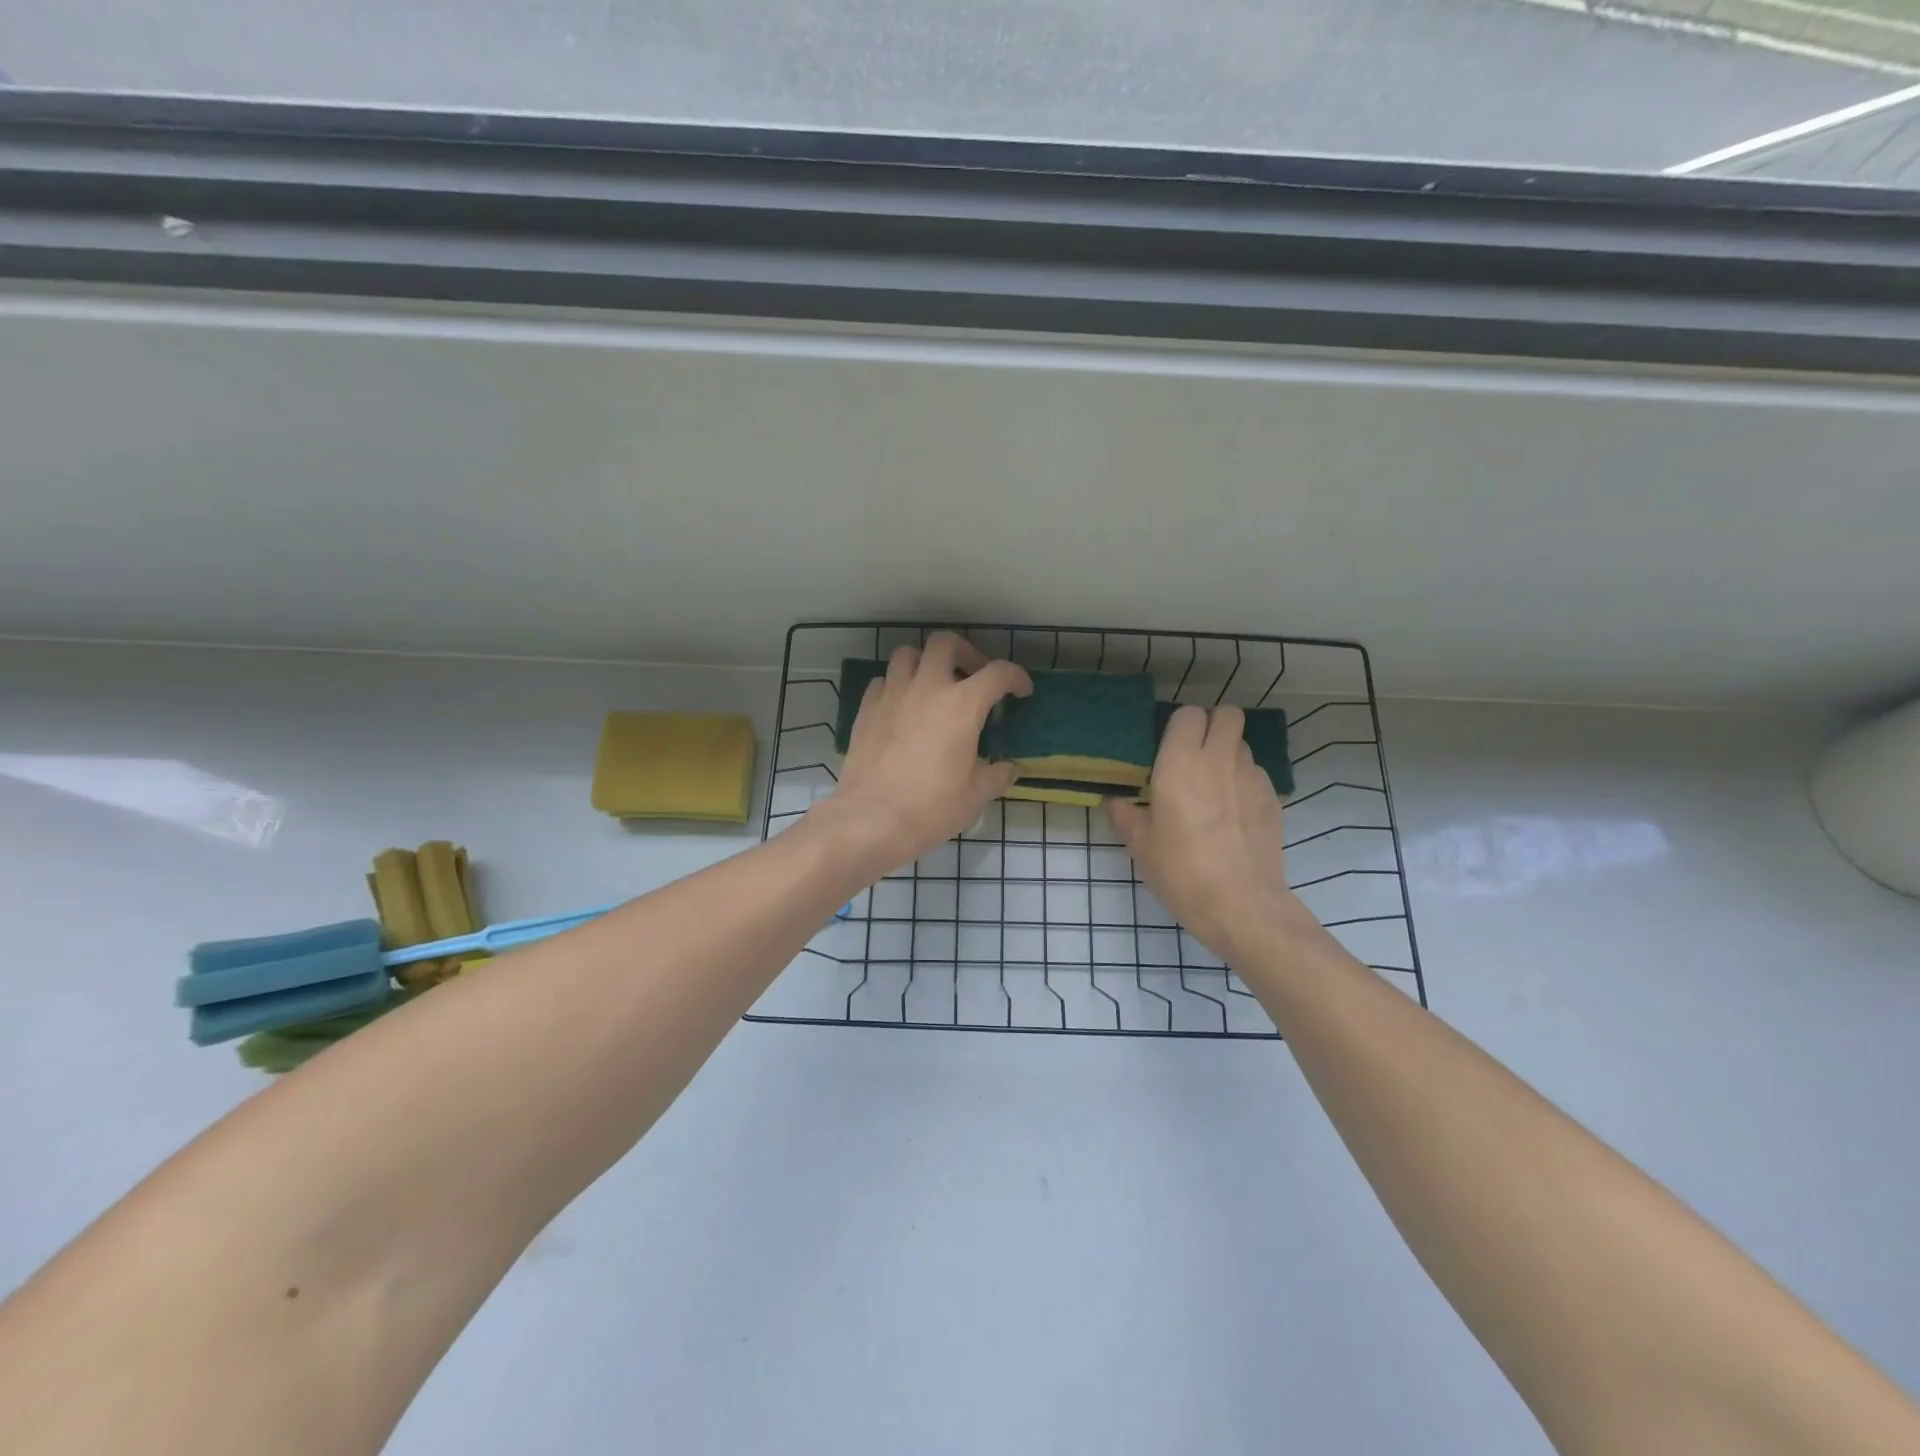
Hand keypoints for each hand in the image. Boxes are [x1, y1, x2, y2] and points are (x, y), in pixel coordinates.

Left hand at [814, 633, 1031, 876]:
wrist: (871, 820)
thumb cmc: (931, 808)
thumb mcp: (975, 796)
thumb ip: (997, 775)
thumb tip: (1007, 768)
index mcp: (962, 705)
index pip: (997, 673)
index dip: (1015, 677)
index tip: (1021, 691)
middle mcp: (927, 688)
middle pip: (945, 643)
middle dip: (965, 652)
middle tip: (973, 675)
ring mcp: (892, 695)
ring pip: (908, 655)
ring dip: (926, 663)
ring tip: (933, 685)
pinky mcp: (866, 709)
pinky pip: (883, 681)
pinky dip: (897, 685)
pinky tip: (902, 707)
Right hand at [1107, 705, 1320, 958]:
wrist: (1241, 906)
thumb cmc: (1181, 871)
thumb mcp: (1140, 845)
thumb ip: (1124, 815)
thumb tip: (1114, 800)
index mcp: (1180, 763)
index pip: (1188, 714)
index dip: (1180, 725)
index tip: (1168, 747)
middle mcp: (1219, 760)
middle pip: (1227, 714)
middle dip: (1213, 725)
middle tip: (1195, 753)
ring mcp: (1252, 778)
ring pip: (1243, 744)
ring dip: (1228, 754)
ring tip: (1213, 786)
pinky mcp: (1273, 800)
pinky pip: (1256, 774)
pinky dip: (1244, 782)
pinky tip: (1233, 814)